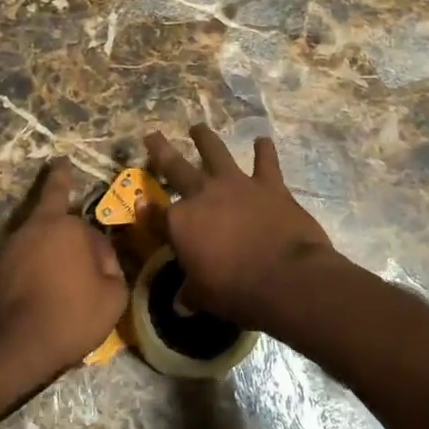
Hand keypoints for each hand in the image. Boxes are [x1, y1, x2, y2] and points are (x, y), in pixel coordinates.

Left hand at [0, 160, 128, 400]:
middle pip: (54, 209)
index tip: (102, 258)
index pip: (94, 227)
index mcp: (69, 227)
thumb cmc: (69, 316)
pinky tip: (40, 284)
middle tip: (60, 167)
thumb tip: (104, 265)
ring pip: (37, 236)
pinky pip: (23, 259)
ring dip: (48, 240)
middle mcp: (37, 227)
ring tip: (58, 256)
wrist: (11, 346)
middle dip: (60, 189)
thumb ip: (114, 272)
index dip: (104, 250)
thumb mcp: (113, 298)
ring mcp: (11, 246)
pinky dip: (33, 265)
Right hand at [141, 126, 337, 331]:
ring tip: (198, 127)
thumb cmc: (237, 292)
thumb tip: (182, 302)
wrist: (287, 278)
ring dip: (205, 138)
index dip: (146, 211)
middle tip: (152, 135)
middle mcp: (203, 195)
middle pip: (175, 167)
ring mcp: (237, 185)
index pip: (155, 215)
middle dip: (160, 150)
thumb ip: (191, 293)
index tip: (141, 205)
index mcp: (180, 223)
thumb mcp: (204, 297)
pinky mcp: (269, 185)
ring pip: (216, 152)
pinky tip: (263, 140)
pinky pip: (265, 162)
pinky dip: (264, 150)